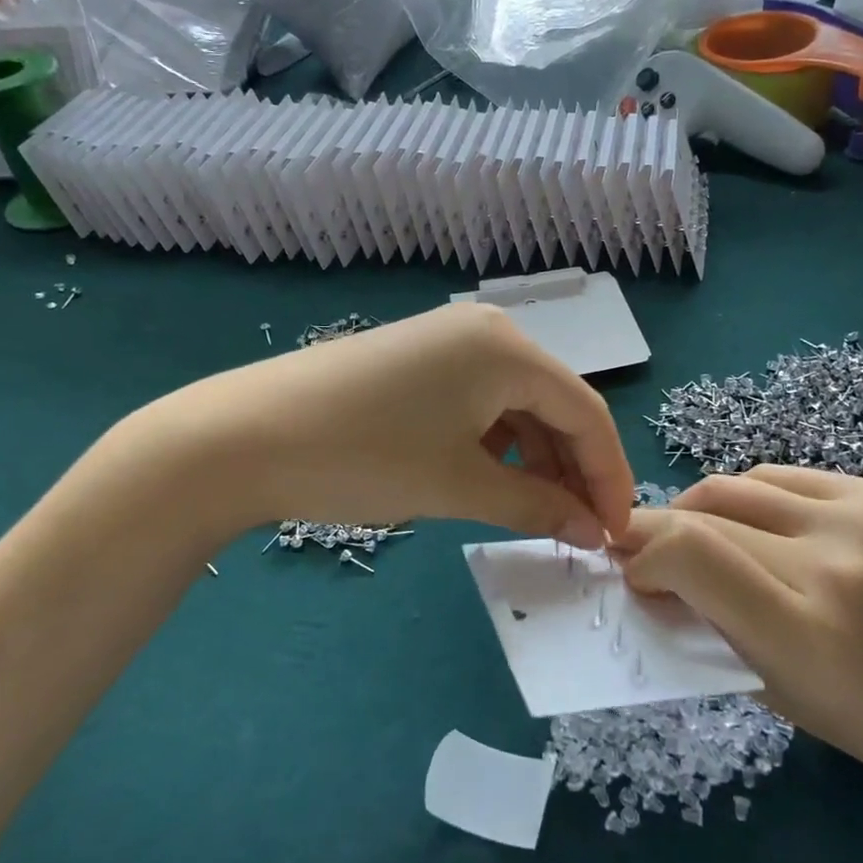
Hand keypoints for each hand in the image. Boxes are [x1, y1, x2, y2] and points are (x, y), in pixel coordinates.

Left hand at [143, 304, 633, 545]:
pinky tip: (490, 479)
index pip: (585, 411)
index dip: (609, 474)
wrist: (245, 435)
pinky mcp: (416, 359)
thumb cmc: (365, 457)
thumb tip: (593, 531)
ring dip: (534, 458)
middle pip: (553, 403)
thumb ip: (536, 506)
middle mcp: (485, 331)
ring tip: (536, 512)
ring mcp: (446, 340)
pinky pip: (478, 400)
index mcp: (507, 348)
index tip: (617, 531)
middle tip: (579, 529)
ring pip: (515, 403)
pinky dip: (495, 442)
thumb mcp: (458, 485)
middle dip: (572, 468)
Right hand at [615, 466, 862, 818]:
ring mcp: (861, 518)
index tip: (632, 574)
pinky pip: (779, 477)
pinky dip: (748, 499)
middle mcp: (831, 561)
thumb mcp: (774, 691)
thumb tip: (649, 576)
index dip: (642, 554)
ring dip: (699, 511)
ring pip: (733, 485)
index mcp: (804, 630)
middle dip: (657, 531)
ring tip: (700, 540)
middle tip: (643, 552)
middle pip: (703, 513)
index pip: (689, 554)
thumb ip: (705, 626)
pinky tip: (755, 526)